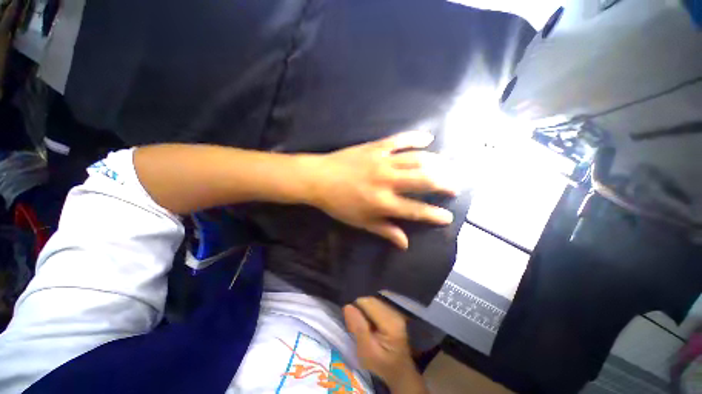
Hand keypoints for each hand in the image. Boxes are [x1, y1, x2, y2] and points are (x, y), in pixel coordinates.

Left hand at [305, 131, 456, 248]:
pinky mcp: (375, 147)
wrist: (319, 178)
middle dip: (444, 183)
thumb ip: (384, 231)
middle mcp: (387, 181)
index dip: (434, 215)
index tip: (448, 217)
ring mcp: (382, 162)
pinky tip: (427, 138)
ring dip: (437, 162)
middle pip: (424, 180)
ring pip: (417, 159)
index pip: (416, 210)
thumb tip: (404, 244)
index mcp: (383, 203)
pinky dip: (414, 138)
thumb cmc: (339, 203)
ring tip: (449, 166)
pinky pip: (399, 140)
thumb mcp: (360, 222)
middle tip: (455, 185)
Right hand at [343, 297, 427, 392]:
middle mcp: (394, 311)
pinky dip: (369, 312)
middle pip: (370, 300)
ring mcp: (395, 310)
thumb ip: (358, 328)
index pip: (367, 302)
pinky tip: (370, 325)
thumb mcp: (366, 352)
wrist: (400, 371)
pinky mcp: (394, 312)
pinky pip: (376, 305)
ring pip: (373, 302)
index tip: (351, 325)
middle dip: (359, 310)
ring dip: (364, 311)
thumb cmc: (382, 365)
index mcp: (390, 322)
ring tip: (363, 328)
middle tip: (356, 328)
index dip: (355, 309)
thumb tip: (347, 306)